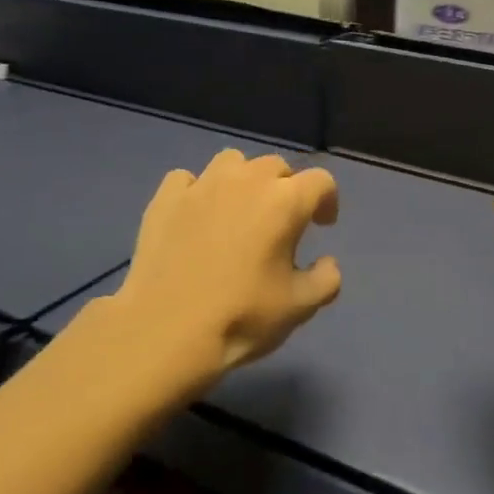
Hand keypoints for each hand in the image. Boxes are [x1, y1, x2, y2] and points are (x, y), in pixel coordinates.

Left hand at [111, 149, 340, 387]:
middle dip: (286, 187)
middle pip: (277, 166)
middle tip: (281, 221)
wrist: (165, 331)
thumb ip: (326, 279)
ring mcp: (202, 185)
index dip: (328, 200)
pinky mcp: (165, 198)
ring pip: (232, 161)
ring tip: (239, 209)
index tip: (323, 225)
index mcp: (285, 201)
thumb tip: (328, 262)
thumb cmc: (241, 316)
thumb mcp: (300, 307)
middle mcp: (246, 180)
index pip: (321, 181)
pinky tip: (197, 215)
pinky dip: (198, 190)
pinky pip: (187, 179)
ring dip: (244, 179)